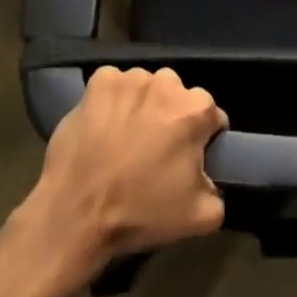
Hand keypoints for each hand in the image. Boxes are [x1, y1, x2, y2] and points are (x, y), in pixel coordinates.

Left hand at [16, 67, 227, 279]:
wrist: (77, 214)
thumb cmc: (140, 212)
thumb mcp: (200, 218)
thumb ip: (219, 193)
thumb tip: (213, 180)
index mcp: (196, 109)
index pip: (211, 116)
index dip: (202, 138)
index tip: (186, 158)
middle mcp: (167, 82)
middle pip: (178, 96)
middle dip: (171, 117)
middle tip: (154, 150)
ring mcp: (131, 78)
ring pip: (146, 87)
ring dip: (142, 106)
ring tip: (125, 138)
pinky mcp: (100, 81)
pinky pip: (114, 85)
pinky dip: (112, 99)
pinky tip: (104, 124)